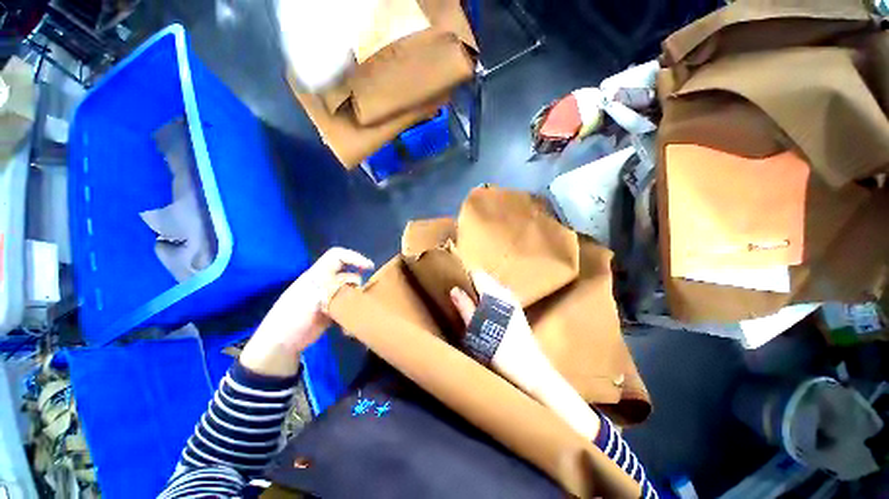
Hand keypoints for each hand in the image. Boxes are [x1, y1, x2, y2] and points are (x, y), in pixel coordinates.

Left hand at [240, 248, 373, 376]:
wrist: (280, 344)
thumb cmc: (291, 317)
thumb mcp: (311, 298)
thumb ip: (333, 288)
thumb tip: (355, 284)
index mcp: (318, 275)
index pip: (337, 257)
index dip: (354, 257)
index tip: (369, 267)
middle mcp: (325, 283)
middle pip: (348, 274)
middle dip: (359, 282)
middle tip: (366, 294)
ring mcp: (328, 298)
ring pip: (349, 291)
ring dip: (357, 298)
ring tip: (361, 308)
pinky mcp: (332, 311)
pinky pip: (347, 306)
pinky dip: (352, 312)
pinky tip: (352, 322)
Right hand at [449, 271, 551, 397]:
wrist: (529, 370)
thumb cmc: (499, 349)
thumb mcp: (476, 329)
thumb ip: (465, 306)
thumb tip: (454, 289)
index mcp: (494, 293)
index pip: (477, 273)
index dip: (465, 277)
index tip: (454, 284)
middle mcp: (505, 292)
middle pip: (485, 278)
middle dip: (472, 284)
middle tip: (459, 297)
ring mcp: (513, 301)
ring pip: (492, 288)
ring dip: (481, 293)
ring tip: (469, 305)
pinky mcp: (517, 311)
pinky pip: (499, 296)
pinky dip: (490, 299)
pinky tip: (485, 314)